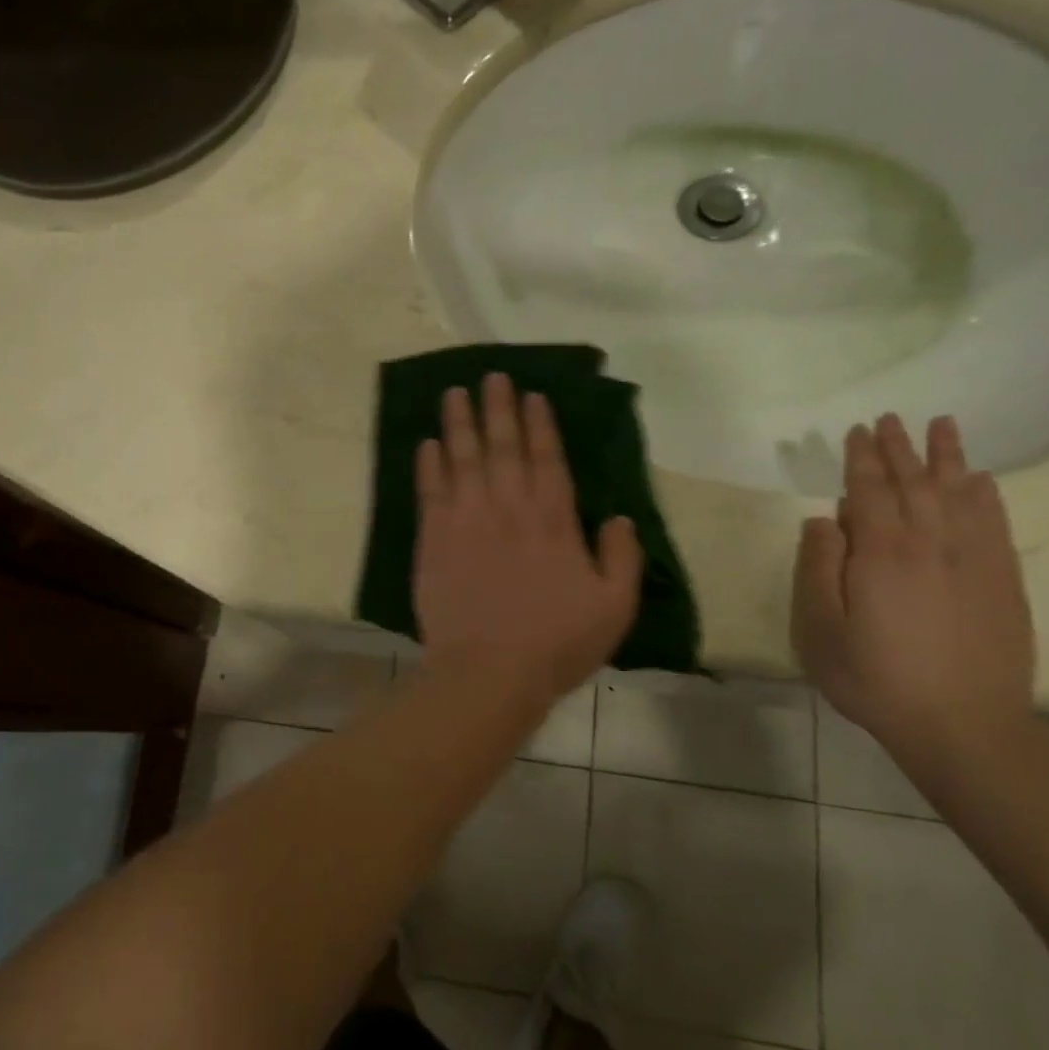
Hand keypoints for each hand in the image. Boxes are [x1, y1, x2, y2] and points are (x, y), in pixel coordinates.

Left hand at [414, 373, 642, 704]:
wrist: (487, 673)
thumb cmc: (555, 644)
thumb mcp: (613, 607)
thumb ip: (622, 557)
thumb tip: (622, 518)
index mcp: (553, 521)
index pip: (547, 459)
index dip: (539, 424)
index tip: (531, 394)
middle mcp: (508, 509)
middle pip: (502, 447)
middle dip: (498, 409)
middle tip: (491, 376)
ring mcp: (466, 521)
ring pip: (462, 459)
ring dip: (459, 424)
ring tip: (454, 393)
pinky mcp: (434, 540)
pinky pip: (430, 492)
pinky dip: (428, 465)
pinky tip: (426, 444)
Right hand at [792, 414, 1035, 755]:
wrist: (964, 725)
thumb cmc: (875, 678)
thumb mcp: (821, 630)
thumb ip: (818, 569)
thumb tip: (822, 520)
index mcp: (882, 554)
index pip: (870, 491)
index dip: (862, 459)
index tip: (858, 431)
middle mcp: (931, 545)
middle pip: (914, 484)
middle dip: (900, 449)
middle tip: (892, 419)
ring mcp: (974, 561)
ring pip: (959, 494)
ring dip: (947, 458)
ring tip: (942, 426)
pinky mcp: (1003, 581)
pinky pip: (994, 523)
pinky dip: (986, 495)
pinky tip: (980, 480)